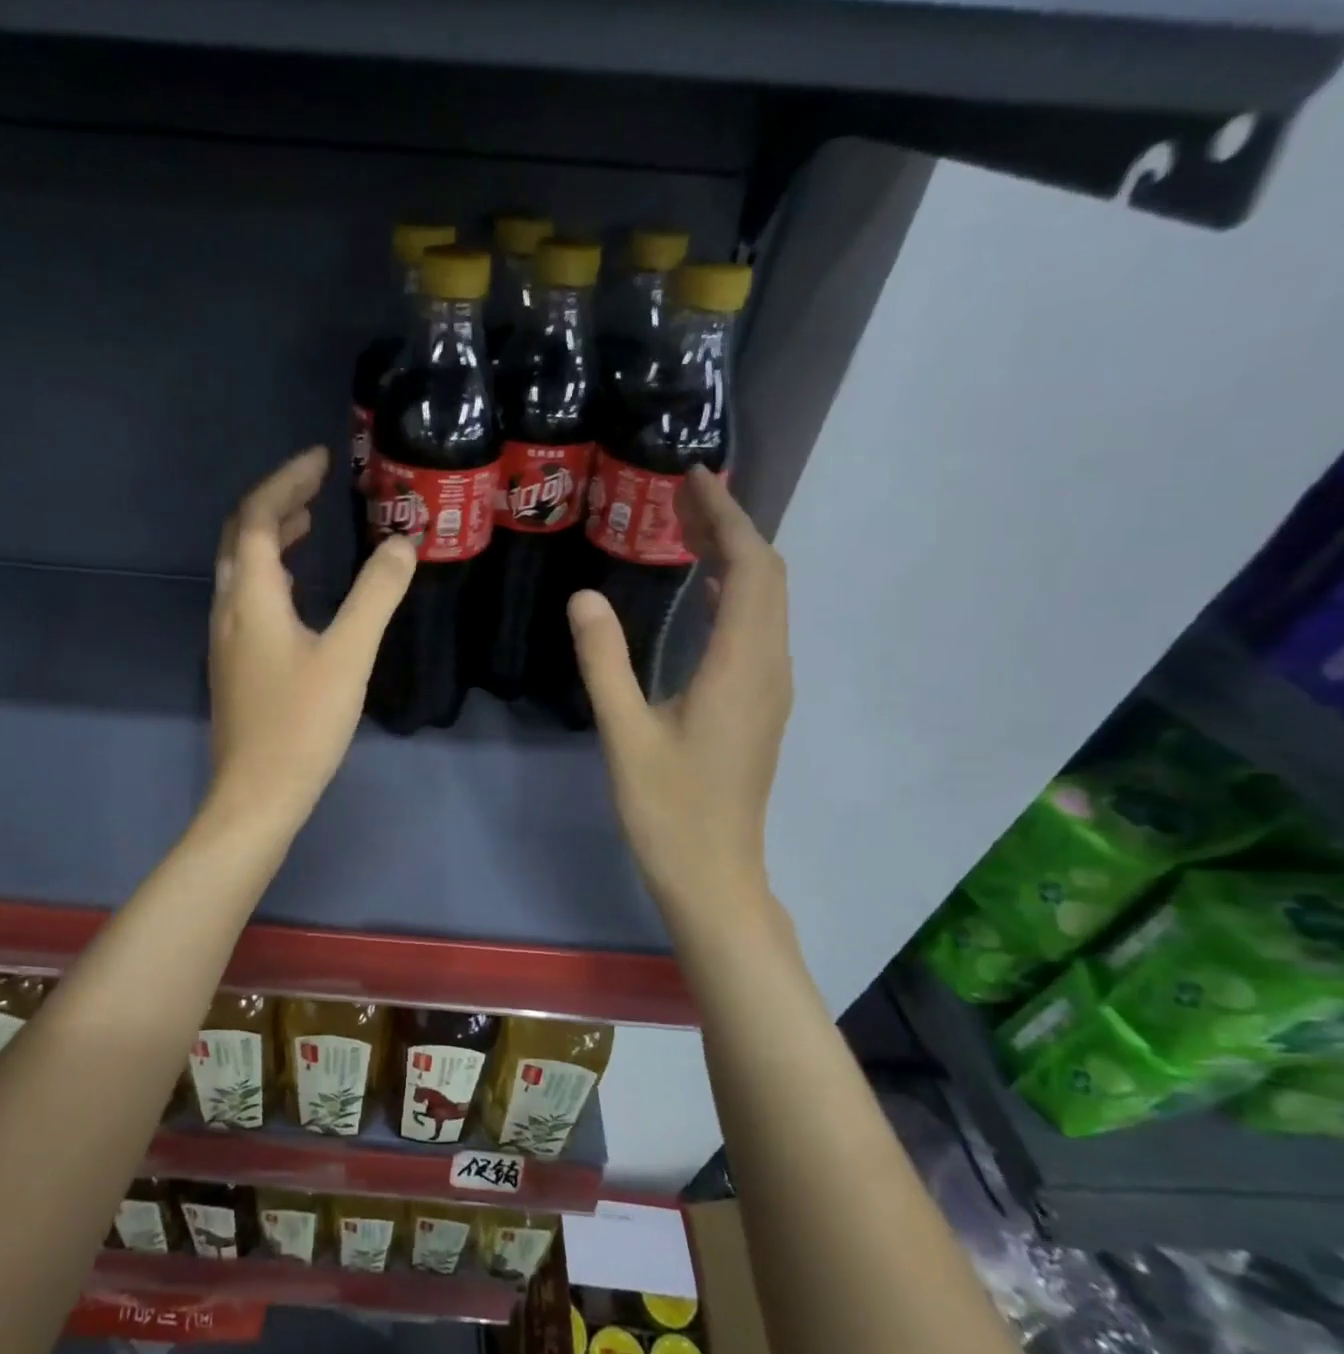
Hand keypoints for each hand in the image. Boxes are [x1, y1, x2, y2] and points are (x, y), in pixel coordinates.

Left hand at [207, 446, 416, 829]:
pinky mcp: (234, 663)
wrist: (257, 795)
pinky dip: (272, 573)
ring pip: (241, 568)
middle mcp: (229, 608)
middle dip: (277, 500)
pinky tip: (299, 589)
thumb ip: (376, 595)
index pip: (260, 517)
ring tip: (310, 521)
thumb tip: (403, 543)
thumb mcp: (348, 655)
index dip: (288, 480)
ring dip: (272, 536)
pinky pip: (247, 596)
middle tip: (317, 483)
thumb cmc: (302, 724)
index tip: (322, 459)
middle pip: (242, 536)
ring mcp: (226, 637)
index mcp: (252, 597)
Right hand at [569, 468, 791, 926]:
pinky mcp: (759, 705)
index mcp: (742, 665)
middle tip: (678, 498)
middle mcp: (769, 666)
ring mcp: (770, 688)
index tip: (691, 480)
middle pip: (767, 575)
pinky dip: (733, 593)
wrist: (713, 874)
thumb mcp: (624, 733)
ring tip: (685, 531)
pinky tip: (697, 595)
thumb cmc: (667, 808)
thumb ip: (604, 662)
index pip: (751, 567)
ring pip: (767, 601)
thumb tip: (584, 597)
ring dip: (735, 558)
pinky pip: (757, 628)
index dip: (726, 516)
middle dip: (730, 527)